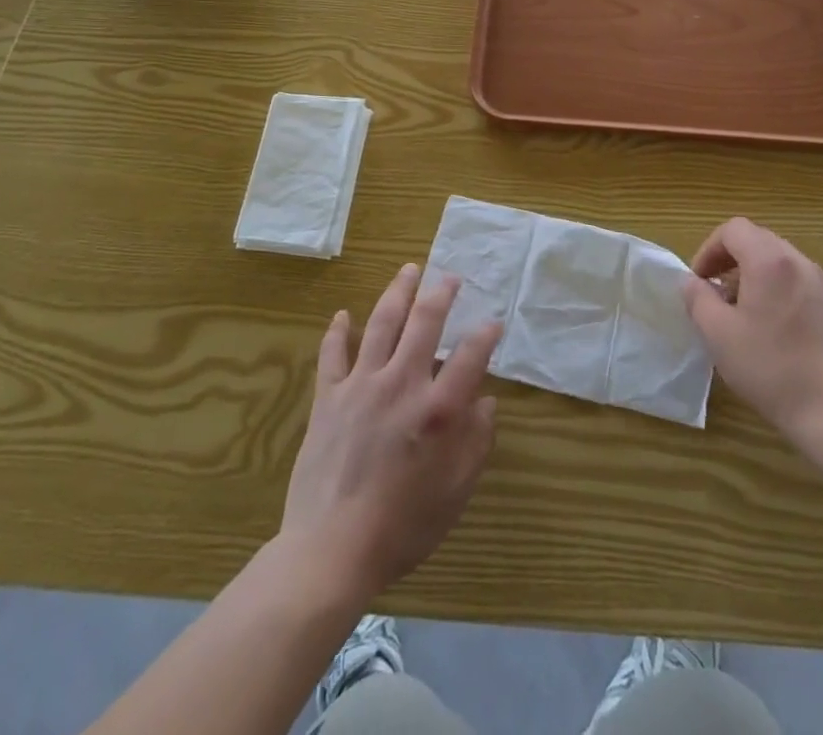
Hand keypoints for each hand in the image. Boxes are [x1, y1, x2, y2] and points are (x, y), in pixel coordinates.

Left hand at [281, 264, 501, 602]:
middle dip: (441, 293)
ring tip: (409, 270)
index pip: (471, 355)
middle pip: (424, 322)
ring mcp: (361, 386)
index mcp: (438, 409)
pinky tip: (342, 314)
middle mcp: (402, 384)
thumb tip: (486, 402)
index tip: (494, 322)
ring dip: (398, 293)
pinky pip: (332, 355)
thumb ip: (476, 443)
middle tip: (449, 276)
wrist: (329, 551)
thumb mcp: (456, 493)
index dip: (486, 334)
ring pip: (381, 323)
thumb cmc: (402, 527)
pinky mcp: (328, 398)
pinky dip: (338, 331)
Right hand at [682, 218, 822, 447]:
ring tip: (743, 311)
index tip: (700, 280)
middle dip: (731, 259)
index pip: (734, 229)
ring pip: (780, 260)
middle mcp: (799, 262)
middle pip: (758, 240)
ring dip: (754, 274)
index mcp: (770, 261)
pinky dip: (778, 288)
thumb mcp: (718, 334)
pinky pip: (799, 280)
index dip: (710, 249)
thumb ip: (698, 298)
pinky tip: (774, 326)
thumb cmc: (768, 367)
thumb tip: (691, 282)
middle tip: (716, 293)